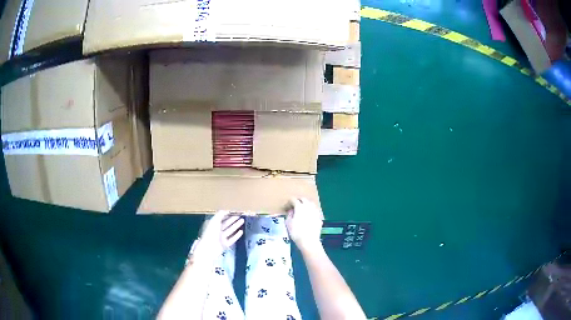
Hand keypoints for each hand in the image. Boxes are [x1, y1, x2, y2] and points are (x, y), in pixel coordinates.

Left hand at [191, 211, 243, 264]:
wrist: (209, 248)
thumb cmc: (211, 232)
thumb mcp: (214, 221)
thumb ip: (220, 214)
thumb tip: (227, 210)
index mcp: (213, 224)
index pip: (220, 218)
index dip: (226, 214)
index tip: (234, 211)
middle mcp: (217, 231)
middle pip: (226, 224)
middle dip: (232, 219)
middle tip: (240, 215)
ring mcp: (221, 238)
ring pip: (230, 230)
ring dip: (236, 225)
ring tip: (242, 220)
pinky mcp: (225, 244)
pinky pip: (232, 239)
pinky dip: (236, 235)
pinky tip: (241, 231)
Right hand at [285, 198, 322, 252]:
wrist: (309, 241)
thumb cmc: (296, 232)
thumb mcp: (288, 223)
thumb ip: (289, 214)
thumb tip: (291, 211)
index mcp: (300, 207)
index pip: (293, 200)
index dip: (289, 202)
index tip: (286, 207)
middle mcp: (308, 206)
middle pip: (303, 199)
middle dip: (298, 201)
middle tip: (293, 206)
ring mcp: (315, 211)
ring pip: (310, 203)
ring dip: (305, 204)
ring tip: (301, 209)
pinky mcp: (319, 217)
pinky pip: (314, 210)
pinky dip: (310, 210)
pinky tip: (308, 215)